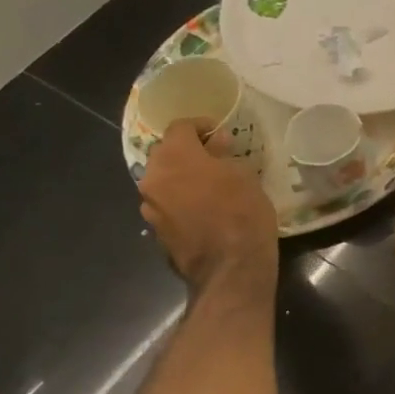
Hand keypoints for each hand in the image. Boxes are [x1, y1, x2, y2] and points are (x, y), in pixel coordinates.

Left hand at [138, 119, 276, 287]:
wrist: (230, 267)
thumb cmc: (243, 212)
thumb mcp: (244, 176)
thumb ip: (223, 155)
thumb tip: (216, 143)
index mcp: (175, 156)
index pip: (180, 127)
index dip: (200, 126)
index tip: (220, 133)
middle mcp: (153, 177)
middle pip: (166, 153)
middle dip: (188, 152)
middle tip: (214, 158)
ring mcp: (150, 206)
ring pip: (164, 180)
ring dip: (182, 178)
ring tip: (208, 186)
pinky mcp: (155, 230)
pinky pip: (166, 204)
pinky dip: (180, 201)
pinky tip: (202, 209)